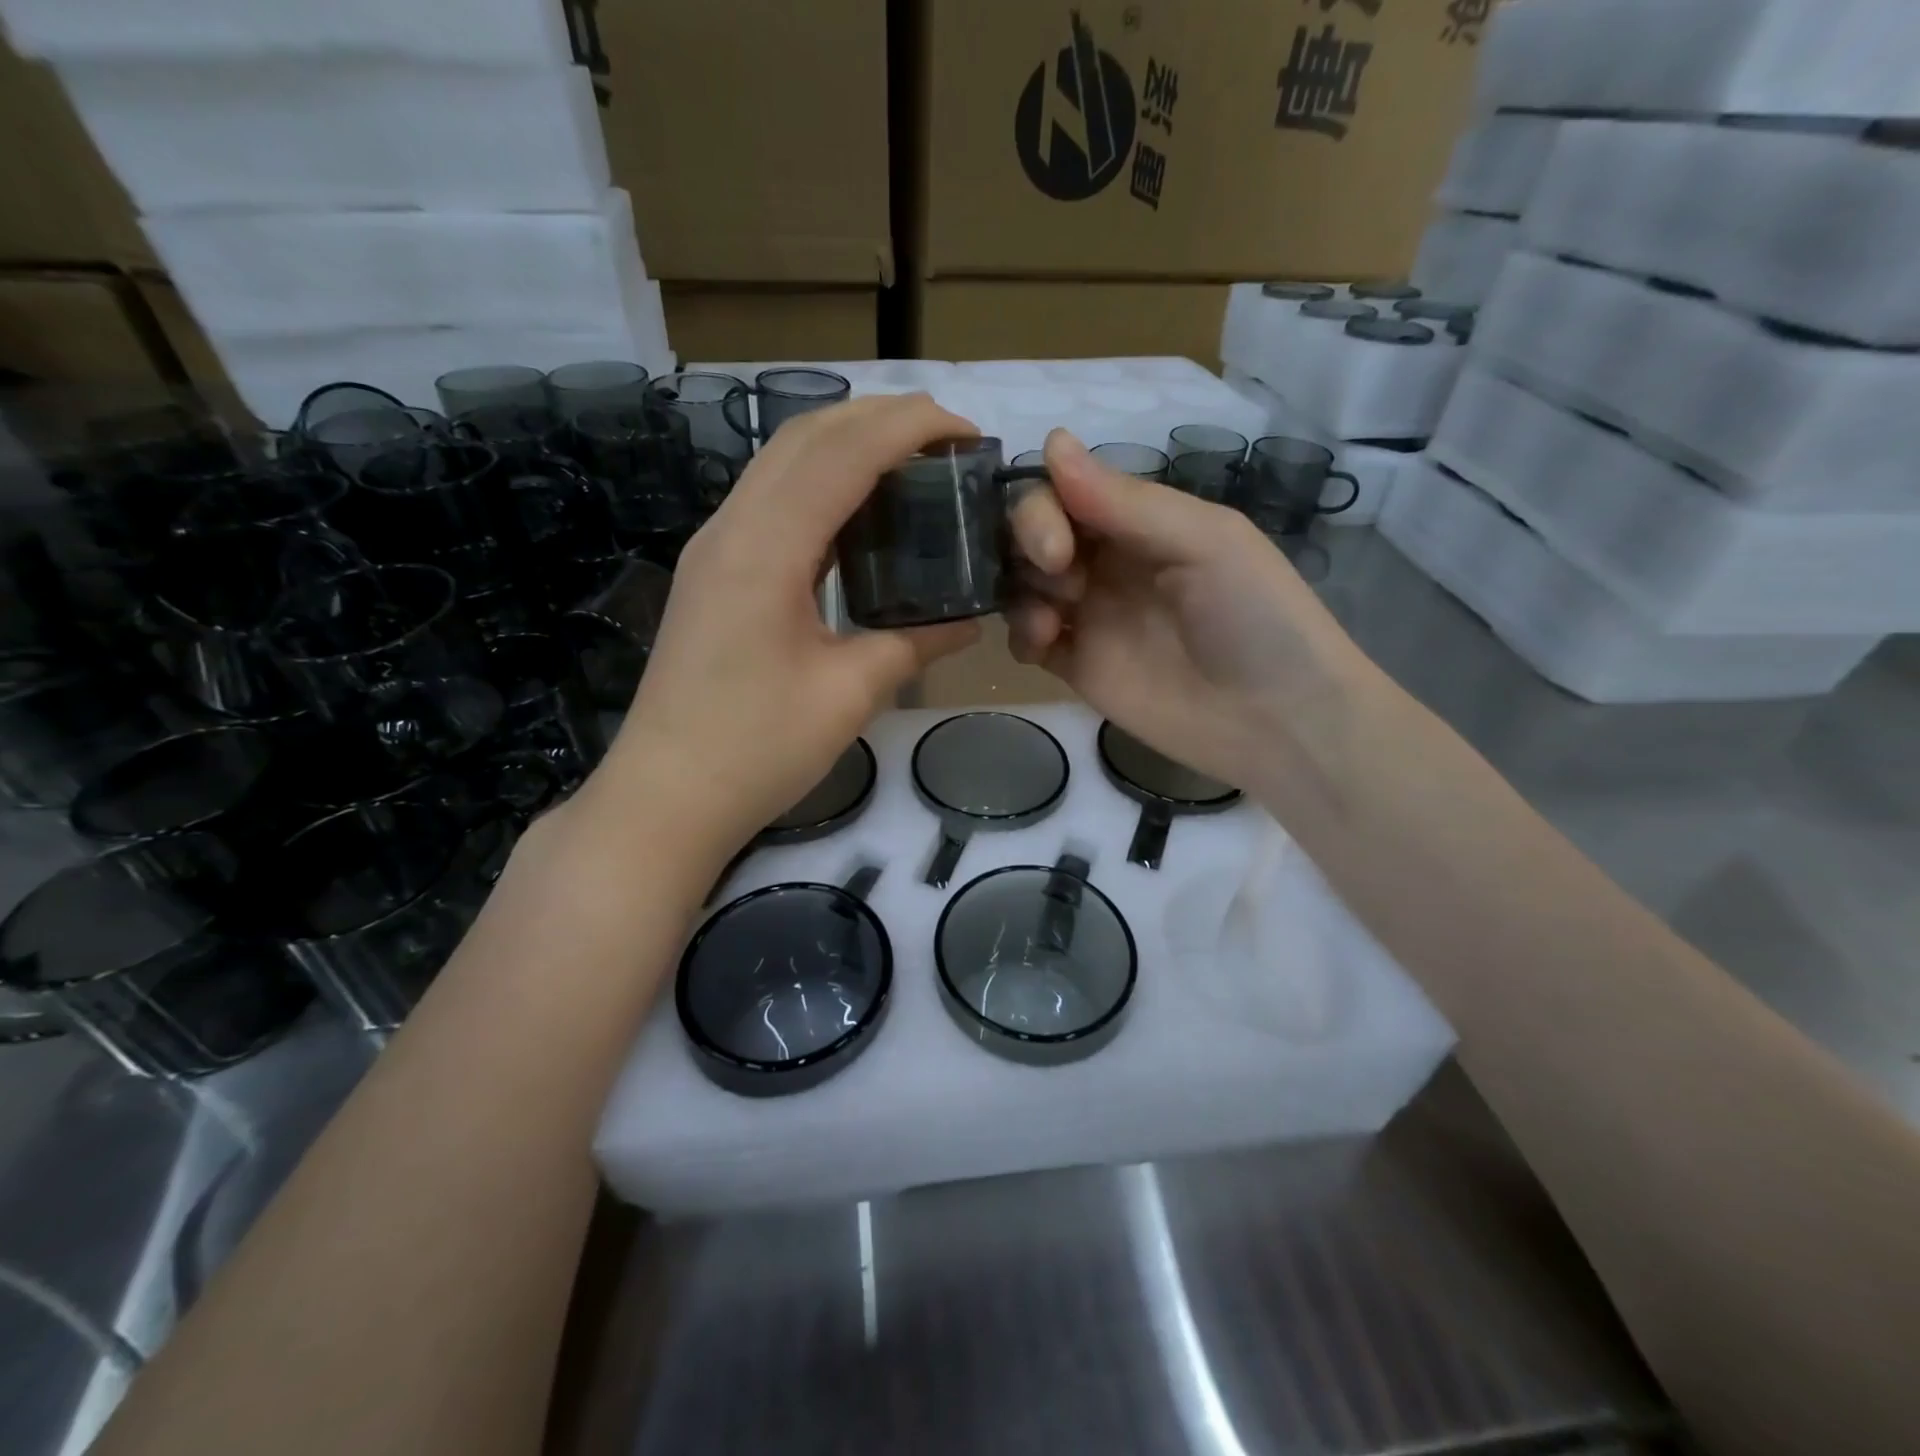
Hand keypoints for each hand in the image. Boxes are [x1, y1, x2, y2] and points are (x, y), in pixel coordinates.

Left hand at [586, 395, 997, 861]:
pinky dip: (821, 483)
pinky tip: (859, 512)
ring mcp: (714, 547)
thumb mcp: (850, 694)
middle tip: (948, 440)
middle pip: (805, 435)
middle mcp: (732, 528)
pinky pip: (771, 500)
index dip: (910, 426)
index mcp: (765, 548)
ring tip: (912, 462)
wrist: (665, 796)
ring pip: (782, 461)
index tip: (969, 434)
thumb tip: (970, 620)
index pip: (844, 452)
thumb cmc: (757, 750)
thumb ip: (914, 642)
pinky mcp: (713, 572)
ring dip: (847, 443)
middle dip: (879, 417)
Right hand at [1005, 430, 1366, 792]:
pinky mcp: (1078, 667)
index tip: (1057, 545)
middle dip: (1029, 546)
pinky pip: (1027, 640)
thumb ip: (1125, 501)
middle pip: (1034, 534)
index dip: (1043, 509)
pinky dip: (1020, 636)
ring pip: (1022, 584)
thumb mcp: (1205, 542)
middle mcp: (1107, 562)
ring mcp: (1090, 616)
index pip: (1064, 492)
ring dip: (1020, 592)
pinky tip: (1044, 646)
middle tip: (1062, 578)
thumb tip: (1052, 441)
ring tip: (1051, 625)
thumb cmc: (1255, 618)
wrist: (1277, 722)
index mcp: (1140, 523)